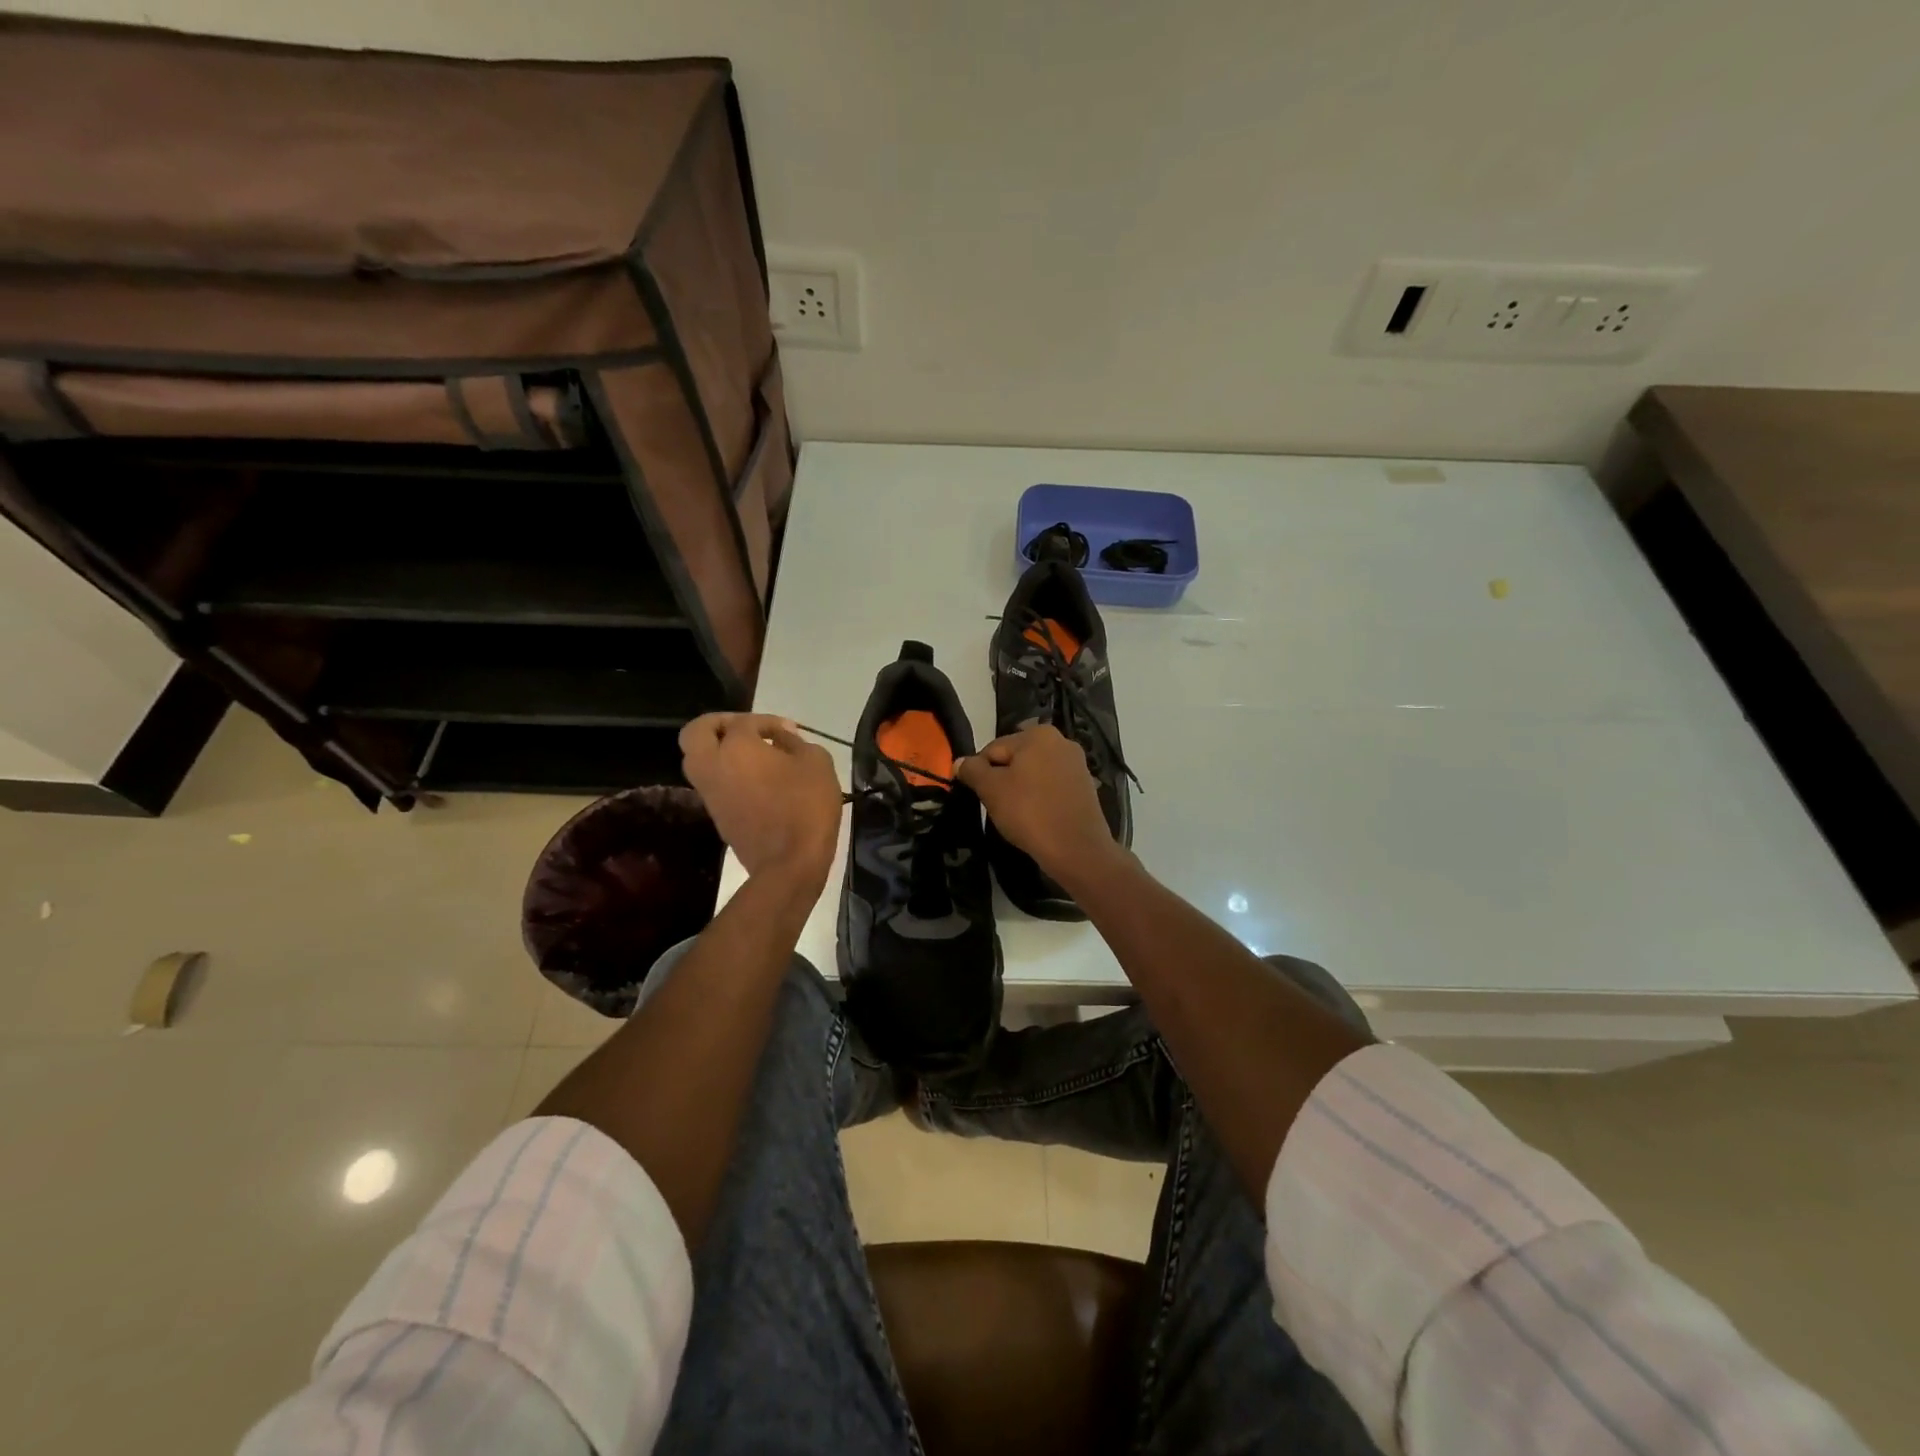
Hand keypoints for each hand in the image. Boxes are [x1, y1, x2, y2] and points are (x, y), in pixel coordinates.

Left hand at [680, 714, 841, 892]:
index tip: (790, 731)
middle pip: (695, 733)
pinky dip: (726, 774)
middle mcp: (713, 766)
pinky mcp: (717, 816)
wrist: (789, 863)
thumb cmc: (806, 806)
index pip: (744, 722)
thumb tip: (781, 738)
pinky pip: (712, 784)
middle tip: (744, 728)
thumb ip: (795, 742)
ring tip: (751, 755)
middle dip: (717, 724)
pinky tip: (756, 780)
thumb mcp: (816, 762)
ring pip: (697, 761)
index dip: (768, 721)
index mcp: (736, 747)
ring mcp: (711, 794)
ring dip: (718, 751)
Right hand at [956, 725, 1121, 880]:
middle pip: (1015, 759)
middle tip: (997, 807)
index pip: (993, 749)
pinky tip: (1037, 818)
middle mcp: (1061, 741)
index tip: (980, 796)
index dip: (980, 773)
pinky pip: (1051, 788)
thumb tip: (960, 762)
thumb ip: (972, 770)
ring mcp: (1076, 764)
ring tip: (1017, 816)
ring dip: (1020, 791)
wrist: (1077, 849)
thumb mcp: (991, 789)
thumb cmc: (1030, 813)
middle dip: (1002, 780)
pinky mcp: (1085, 787)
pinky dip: (1040, 799)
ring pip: (1033, 774)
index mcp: (1038, 734)